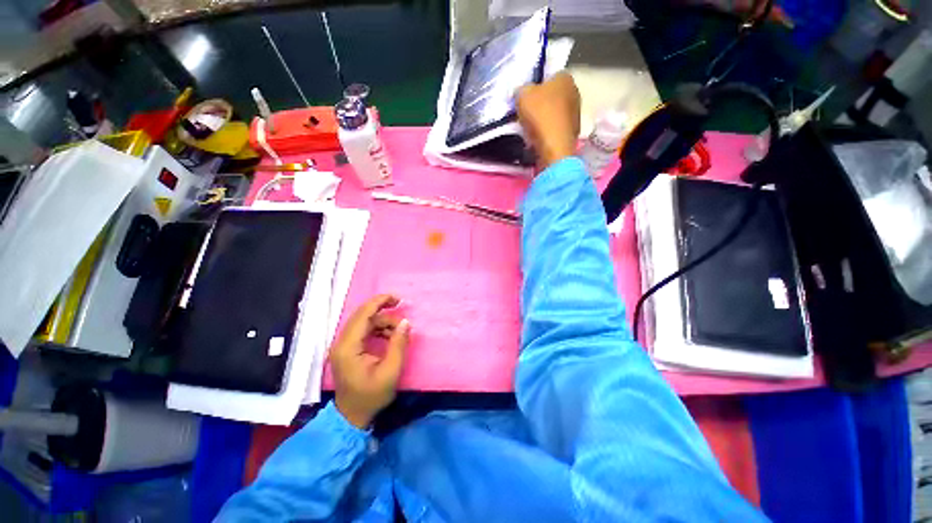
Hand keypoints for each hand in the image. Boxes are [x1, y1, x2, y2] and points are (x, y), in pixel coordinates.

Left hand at [330, 294, 409, 428]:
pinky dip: (378, 329)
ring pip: (364, 322)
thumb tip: (405, 322)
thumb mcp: (390, 372)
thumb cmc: (371, 396)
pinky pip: (364, 331)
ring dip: (382, 321)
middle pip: (362, 316)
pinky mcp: (347, 349)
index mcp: (348, 347)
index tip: (397, 298)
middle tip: (401, 306)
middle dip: (383, 309)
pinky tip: (390, 336)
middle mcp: (341, 342)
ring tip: (399, 331)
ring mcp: (343, 346)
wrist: (352, 416)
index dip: (379, 302)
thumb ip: (398, 345)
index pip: (363, 315)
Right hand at [517, 72, 580, 169]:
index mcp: (565, 77)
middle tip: (527, 112)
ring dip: (545, 118)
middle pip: (553, 94)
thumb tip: (522, 92)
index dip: (536, 85)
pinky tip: (540, 138)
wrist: (554, 148)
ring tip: (532, 127)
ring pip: (555, 111)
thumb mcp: (522, 95)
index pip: (550, 75)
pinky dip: (549, 131)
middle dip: (541, 102)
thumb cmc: (540, 116)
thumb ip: (521, 89)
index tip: (526, 97)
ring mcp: (576, 112)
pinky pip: (557, 127)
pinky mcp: (574, 131)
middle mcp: (575, 91)